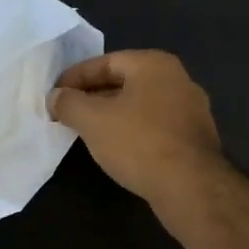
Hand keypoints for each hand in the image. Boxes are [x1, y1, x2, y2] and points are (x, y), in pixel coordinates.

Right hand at [49, 50, 222, 207]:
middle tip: (66, 113)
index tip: (54, 95)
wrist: (190, 186)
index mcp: (154, 64)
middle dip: (92, 96)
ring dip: (111, 115)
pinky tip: (117, 148)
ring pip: (139, 105)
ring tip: (86, 131)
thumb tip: (55, 97)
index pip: (105, 62)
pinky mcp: (194, 138)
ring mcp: (190, 109)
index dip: (74, 77)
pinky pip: (153, 126)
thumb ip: (68, 103)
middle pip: (124, 81)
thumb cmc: (138, 143)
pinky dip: (131, 131)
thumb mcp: (92, 120)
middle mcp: (177, 79)